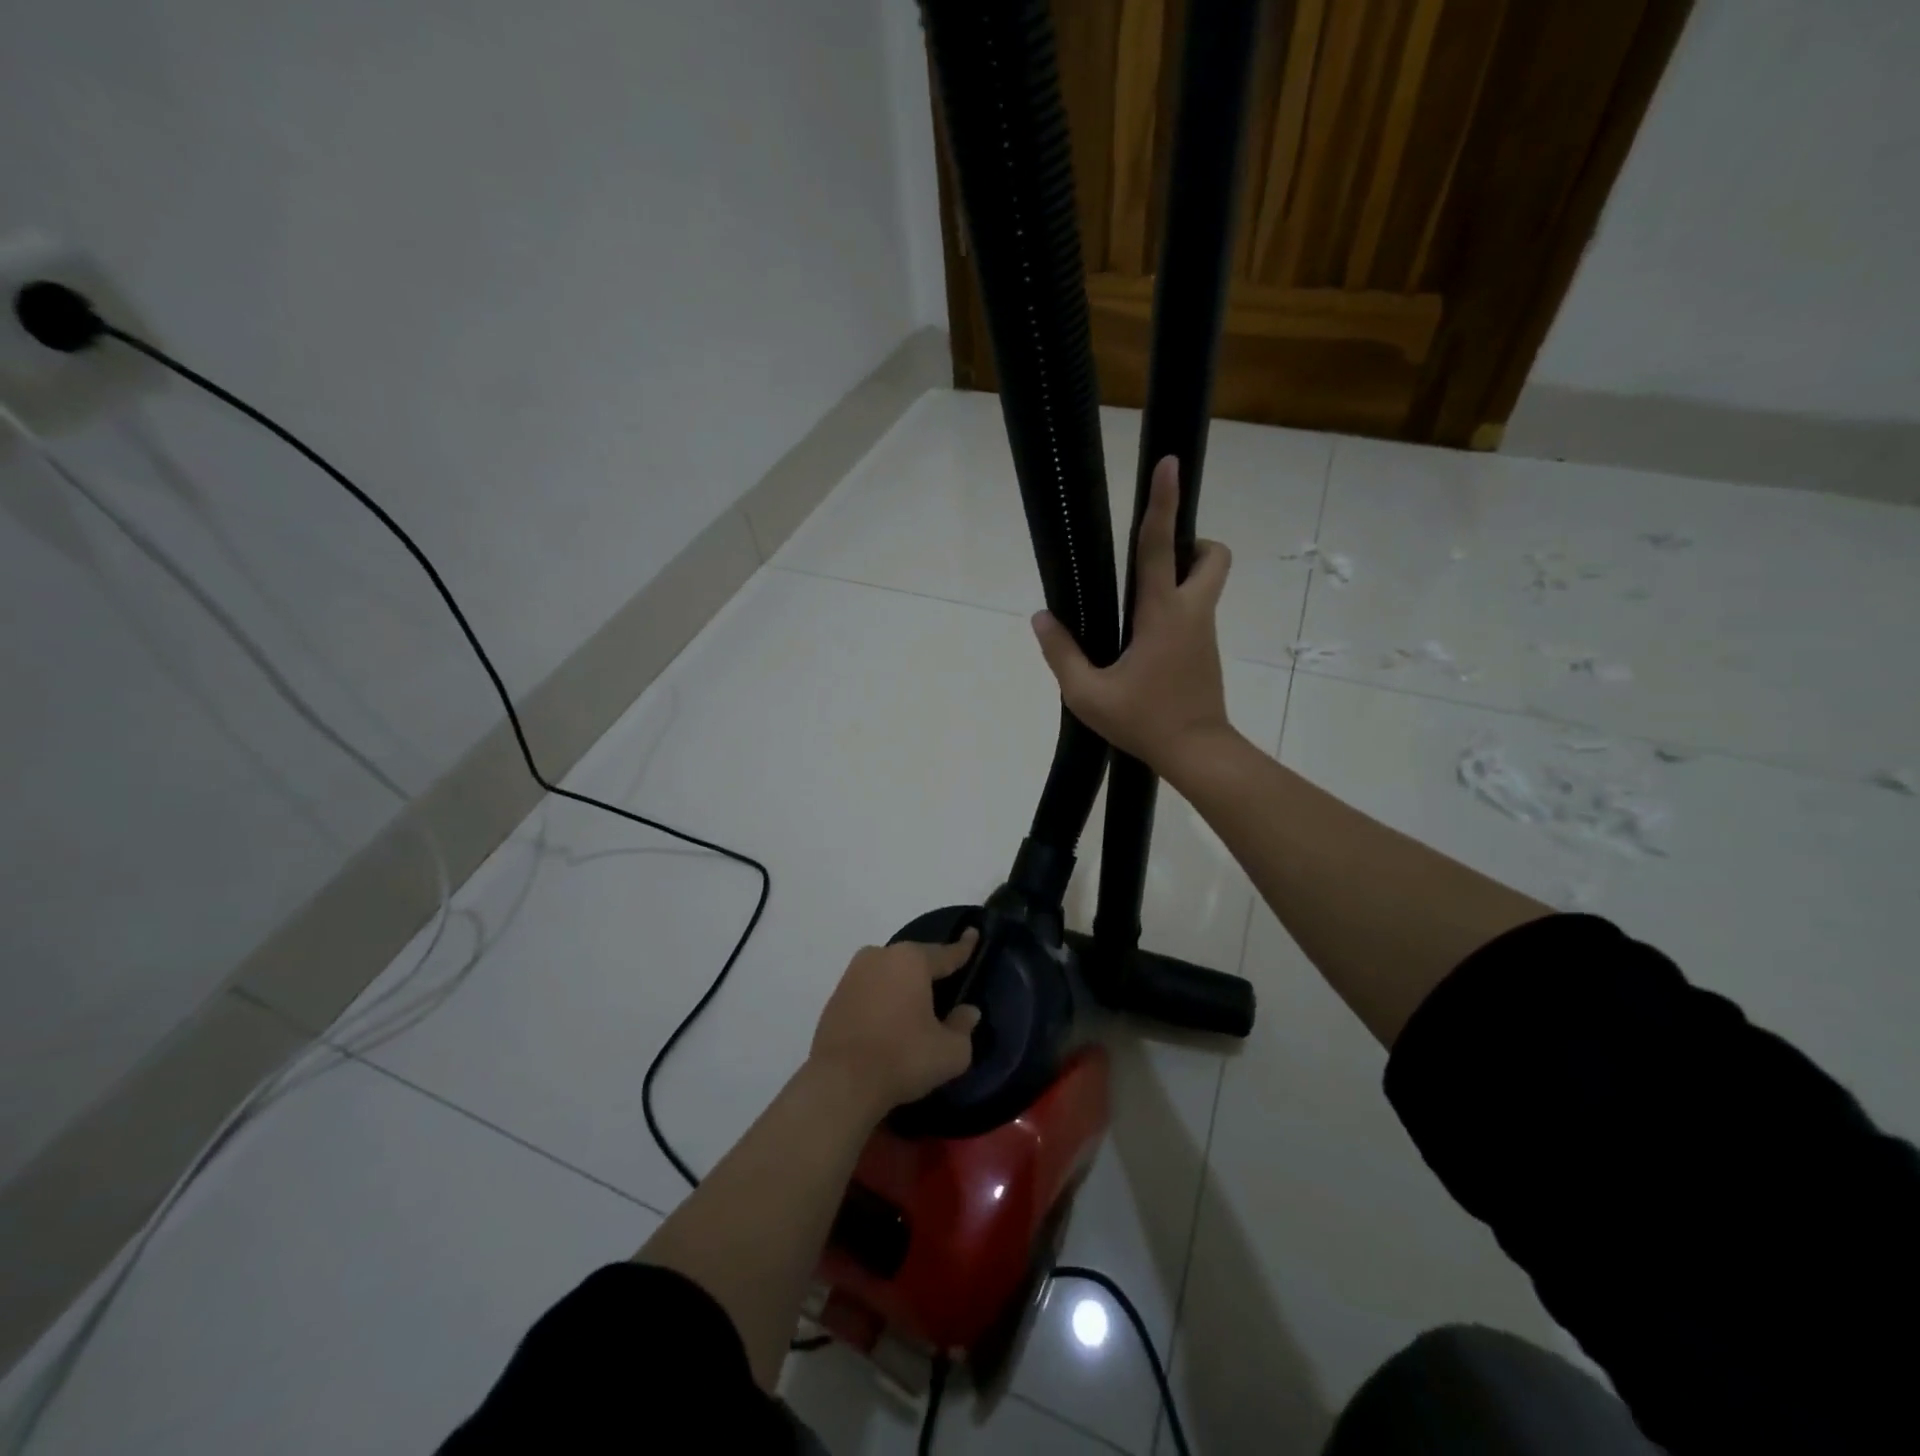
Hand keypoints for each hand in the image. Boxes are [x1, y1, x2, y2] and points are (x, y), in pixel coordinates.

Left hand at [808, 930, 981, 1117]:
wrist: (840, 1083)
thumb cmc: (903, 1058)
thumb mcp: (950, 1051)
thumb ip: (964, 1027)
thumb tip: (968, 1012)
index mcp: (912, 960)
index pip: (946, 952)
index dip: (963, 947)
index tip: (973, 933)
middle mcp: (880, 956)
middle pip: (914, 961)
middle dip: (929, 973)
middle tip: (944, 989)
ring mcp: (853, 974)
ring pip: (889, 974)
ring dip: (902, 988)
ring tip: (915, 1011)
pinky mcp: (835, 996)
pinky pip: (869, 991)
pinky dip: (882, 1002)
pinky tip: (888, 1025)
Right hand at [1032, 456, 1235, 778]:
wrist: (1197, 753)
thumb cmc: (1144, 721)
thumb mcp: (1087, 694)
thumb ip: (1061, 653)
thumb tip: (1041, 619)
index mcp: (1162, 614)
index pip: (1161, 546)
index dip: (1162, 502)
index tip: (1169, 464)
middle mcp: (1191, 612)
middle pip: (1212, 554)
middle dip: (1191, 542)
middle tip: (1154, 563)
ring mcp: (1204, 631)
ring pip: (1207, 582)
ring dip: (1182, 575)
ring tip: (1136, 610)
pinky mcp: (1206, 650)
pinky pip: (1196, 611)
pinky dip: (1177, 607)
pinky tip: (1144, 644)